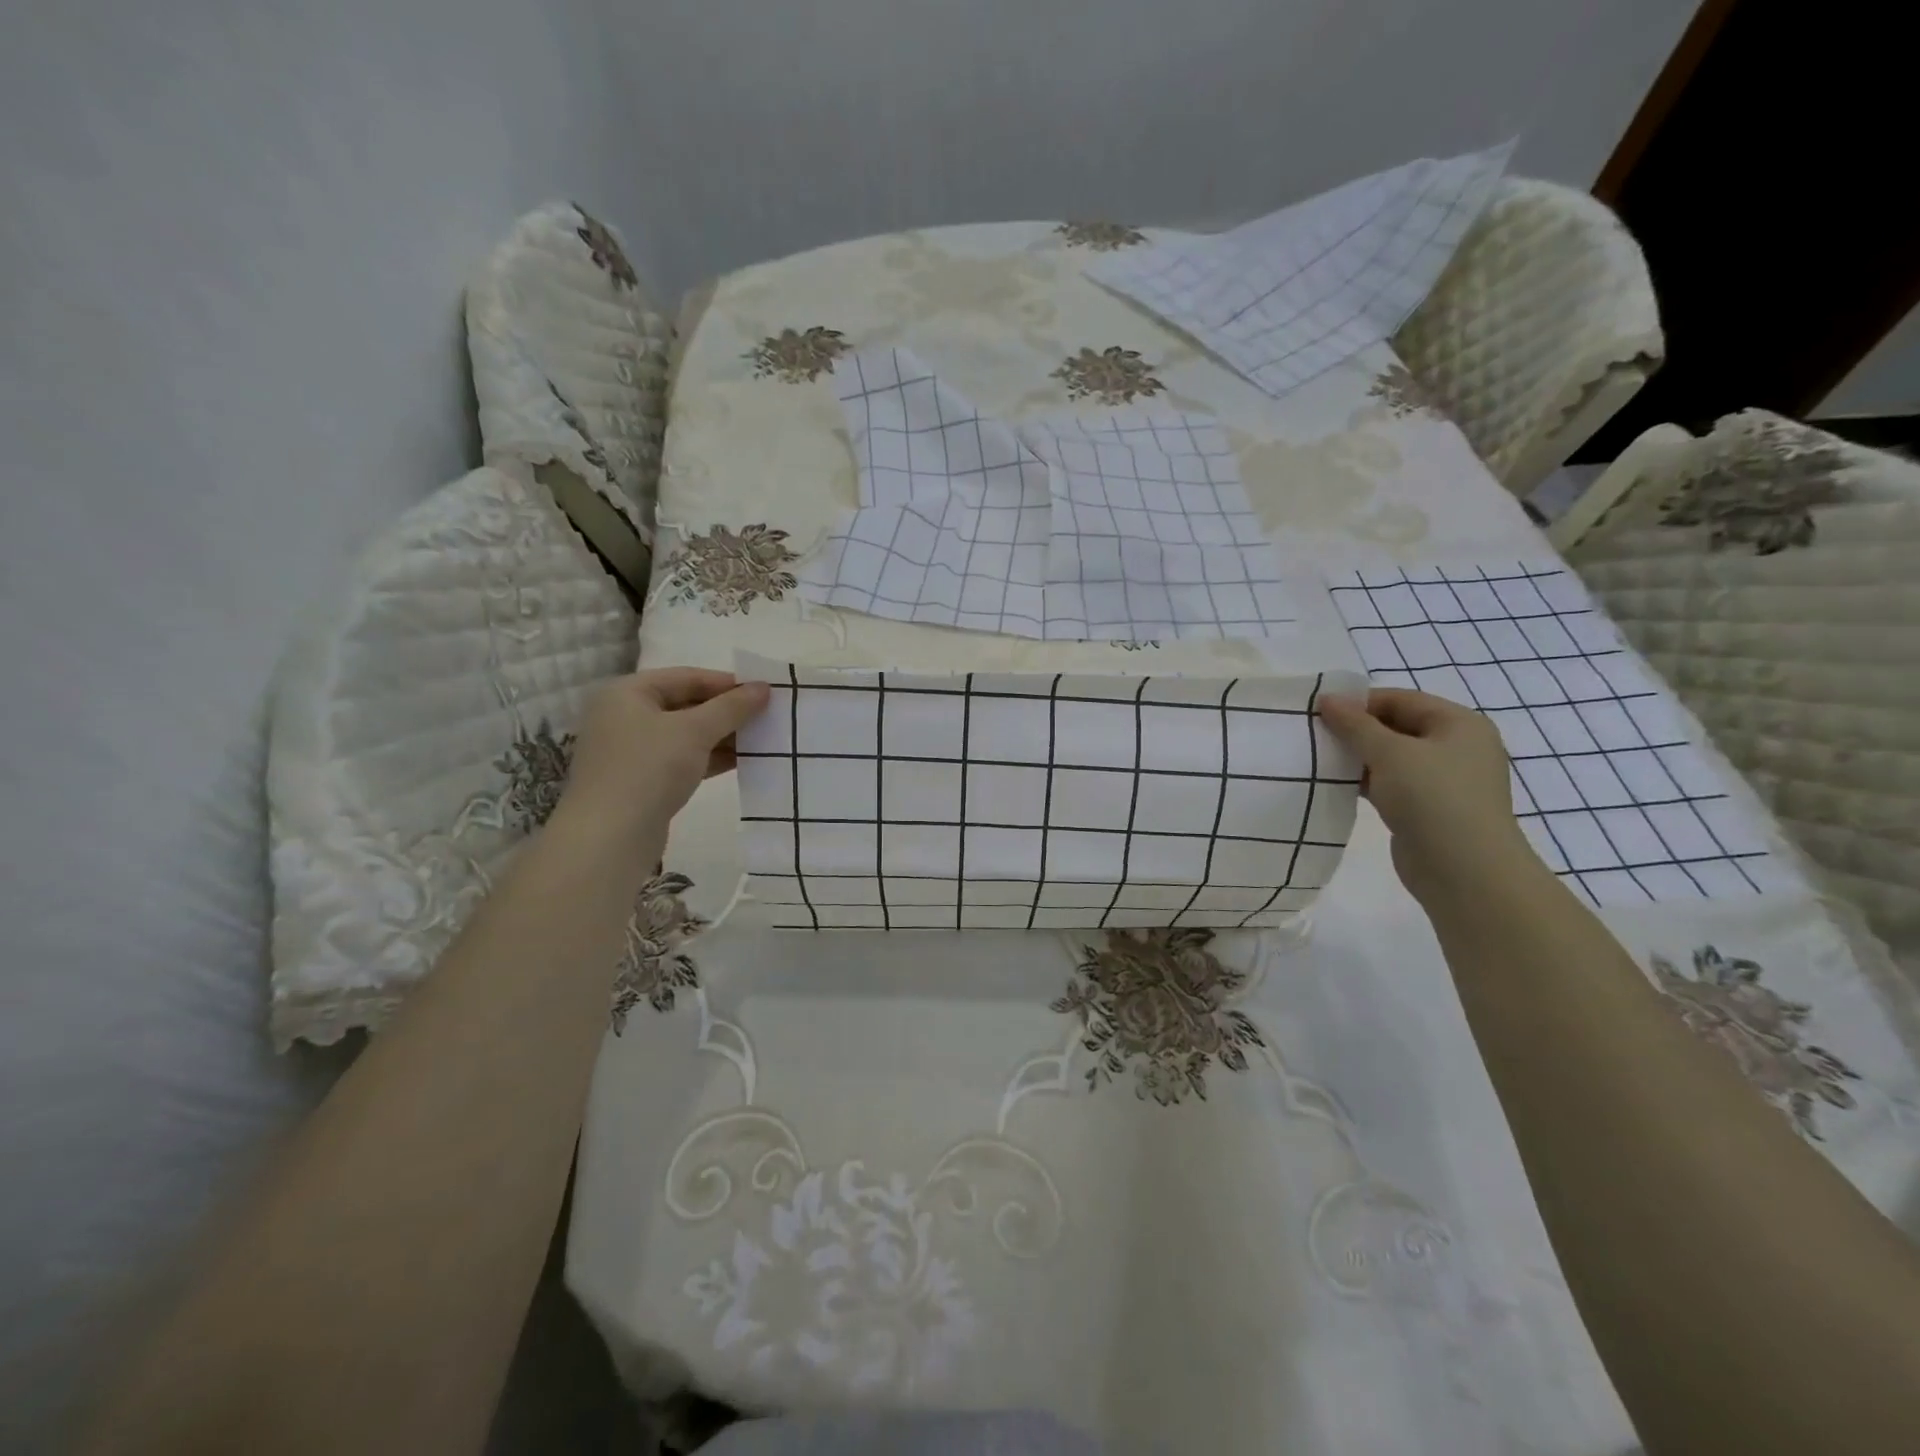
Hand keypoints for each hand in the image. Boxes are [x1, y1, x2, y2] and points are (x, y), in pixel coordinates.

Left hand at [555, 668, 770, 846]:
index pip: (686, 677)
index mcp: (627, 693)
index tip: (764, 692)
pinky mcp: (642, 780)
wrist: (609, 838)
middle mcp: (625, 716)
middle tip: (767, 716)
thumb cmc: (648, 769)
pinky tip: (742, 761)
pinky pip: (682, 759)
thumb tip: (763, 688)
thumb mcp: (695, 731)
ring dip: (723, 736)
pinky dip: (710, 758)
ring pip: (686, 735)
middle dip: (727, 711)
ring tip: (762, 739)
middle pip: (686, 704)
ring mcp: (632, 751)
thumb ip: (731, 707)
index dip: (727, 683)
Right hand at [1318, 688, 1540, 903]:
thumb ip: (1355, 724)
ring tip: (1321, 759)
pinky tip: (1338, 785)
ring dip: (1359, 757)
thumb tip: (1327, 699)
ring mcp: (1444, 781)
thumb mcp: (1389, 753)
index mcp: (1459, 724)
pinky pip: (1392, 784)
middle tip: (1315, 735)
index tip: (1319, 711)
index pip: (1401, 700)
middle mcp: (1456, 747)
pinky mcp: (1429, 809)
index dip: (1360, 702)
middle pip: (1397, 726)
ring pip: (1392, 757)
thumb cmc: (1433, 798)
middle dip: (1357, 730)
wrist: (1465, 872)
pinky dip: (1367, 781)